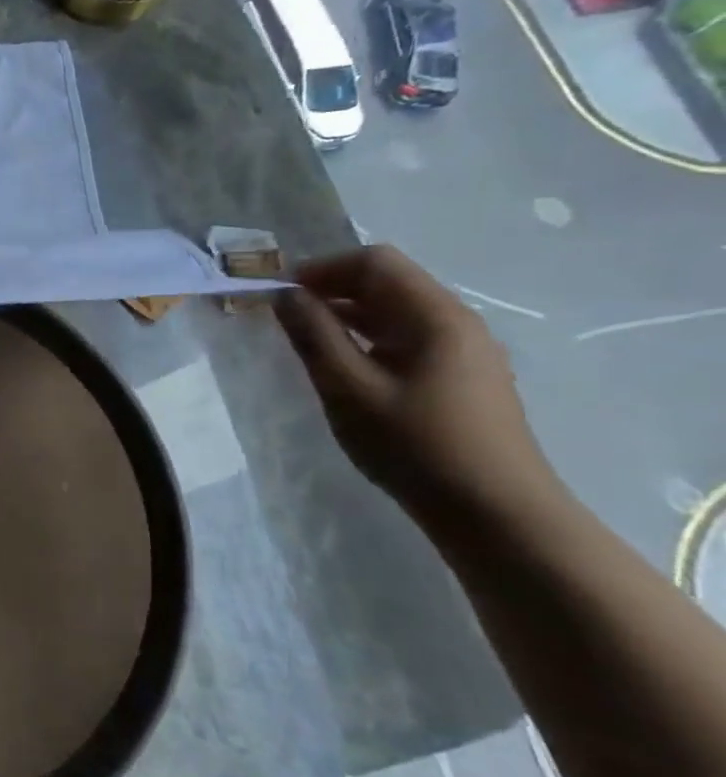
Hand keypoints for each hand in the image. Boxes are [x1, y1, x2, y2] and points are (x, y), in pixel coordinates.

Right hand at [275, 246, 557, 524]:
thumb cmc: (414, 444)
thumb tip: (285, 294)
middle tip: (285, 317)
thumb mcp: (348, 388)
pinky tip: (346, 368)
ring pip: (396, 313)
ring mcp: (464, 352)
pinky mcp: (461, 379)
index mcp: (436, 317)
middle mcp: (456, 323)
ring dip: (348, 315)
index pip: (375, 262)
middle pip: (388, 283)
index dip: (322, 269)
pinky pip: (407, 339)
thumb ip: (313, 335)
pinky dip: (368, 339)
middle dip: (332, 289)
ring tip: (307, 341)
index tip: (281, 294)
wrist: (495, 513)